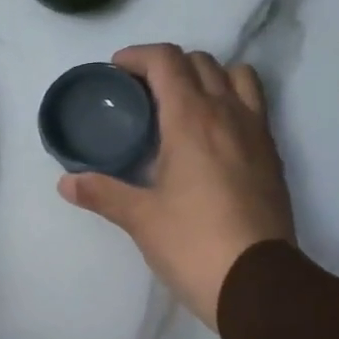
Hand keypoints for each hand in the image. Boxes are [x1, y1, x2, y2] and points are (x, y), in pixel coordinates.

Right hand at [58, 43, 294, 329]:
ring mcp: (257, 133)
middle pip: (202, 62)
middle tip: (143, 93)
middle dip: (169, 66)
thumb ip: (103, 193)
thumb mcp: (141, 219)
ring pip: (237, 77)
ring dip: (209, 78)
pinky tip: (214, 139)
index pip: (167, 61)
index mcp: (191, 119)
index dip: (138, 56)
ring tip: (186, 106)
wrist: (256, 281)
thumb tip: (66, 182)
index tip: (117, 71)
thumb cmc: (193, 244)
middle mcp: (228, 114)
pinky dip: (232, 104)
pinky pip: (254, 108)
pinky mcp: (273, 157)